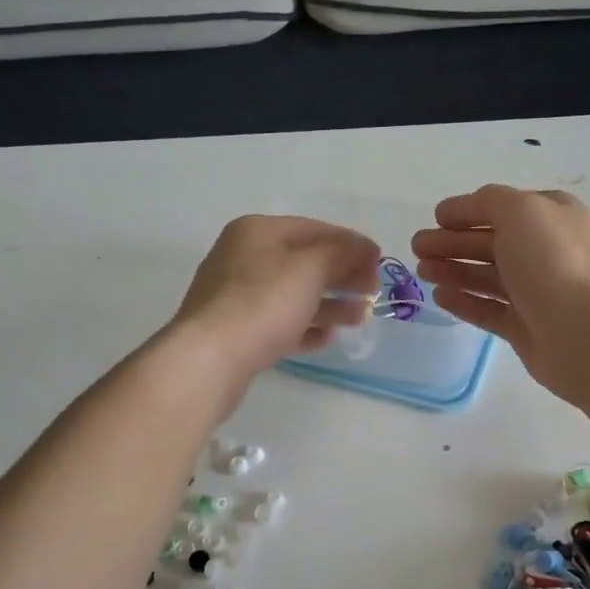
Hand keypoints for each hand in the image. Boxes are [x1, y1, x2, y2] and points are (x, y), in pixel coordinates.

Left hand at [172, 215, 380, 385]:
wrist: (209, 359)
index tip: (380, 262)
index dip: (351, 244)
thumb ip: (342, 253)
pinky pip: (279, 323)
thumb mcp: (311, 268)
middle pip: (305, 261)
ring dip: (330, 304)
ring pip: (294, 294)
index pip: (315, 229)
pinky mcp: (237, 330)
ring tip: (360, 317)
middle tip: (373, 292)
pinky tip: (327, 338)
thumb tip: (364, 248)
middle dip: (342, 275)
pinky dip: (305, 326)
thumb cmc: (263, 303)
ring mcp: (237, 296)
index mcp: (258, 231)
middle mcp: (244, 257)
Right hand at [412, 186, 589, 402]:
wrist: (587, 332)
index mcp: (552, 217)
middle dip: (452, 242)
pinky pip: (489, 309)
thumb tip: (467, 208)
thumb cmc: (554, 262)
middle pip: (491, 242)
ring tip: (422, 271)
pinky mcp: (526, 327)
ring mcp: (537, 292)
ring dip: (453, 270)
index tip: (435, 218)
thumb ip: (489, 202)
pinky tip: (440, 297)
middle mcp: (546, 251)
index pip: (503, 208)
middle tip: (417, 247)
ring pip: (487, 276)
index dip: (467, 210)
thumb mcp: (521, 210)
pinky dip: (464, 301)